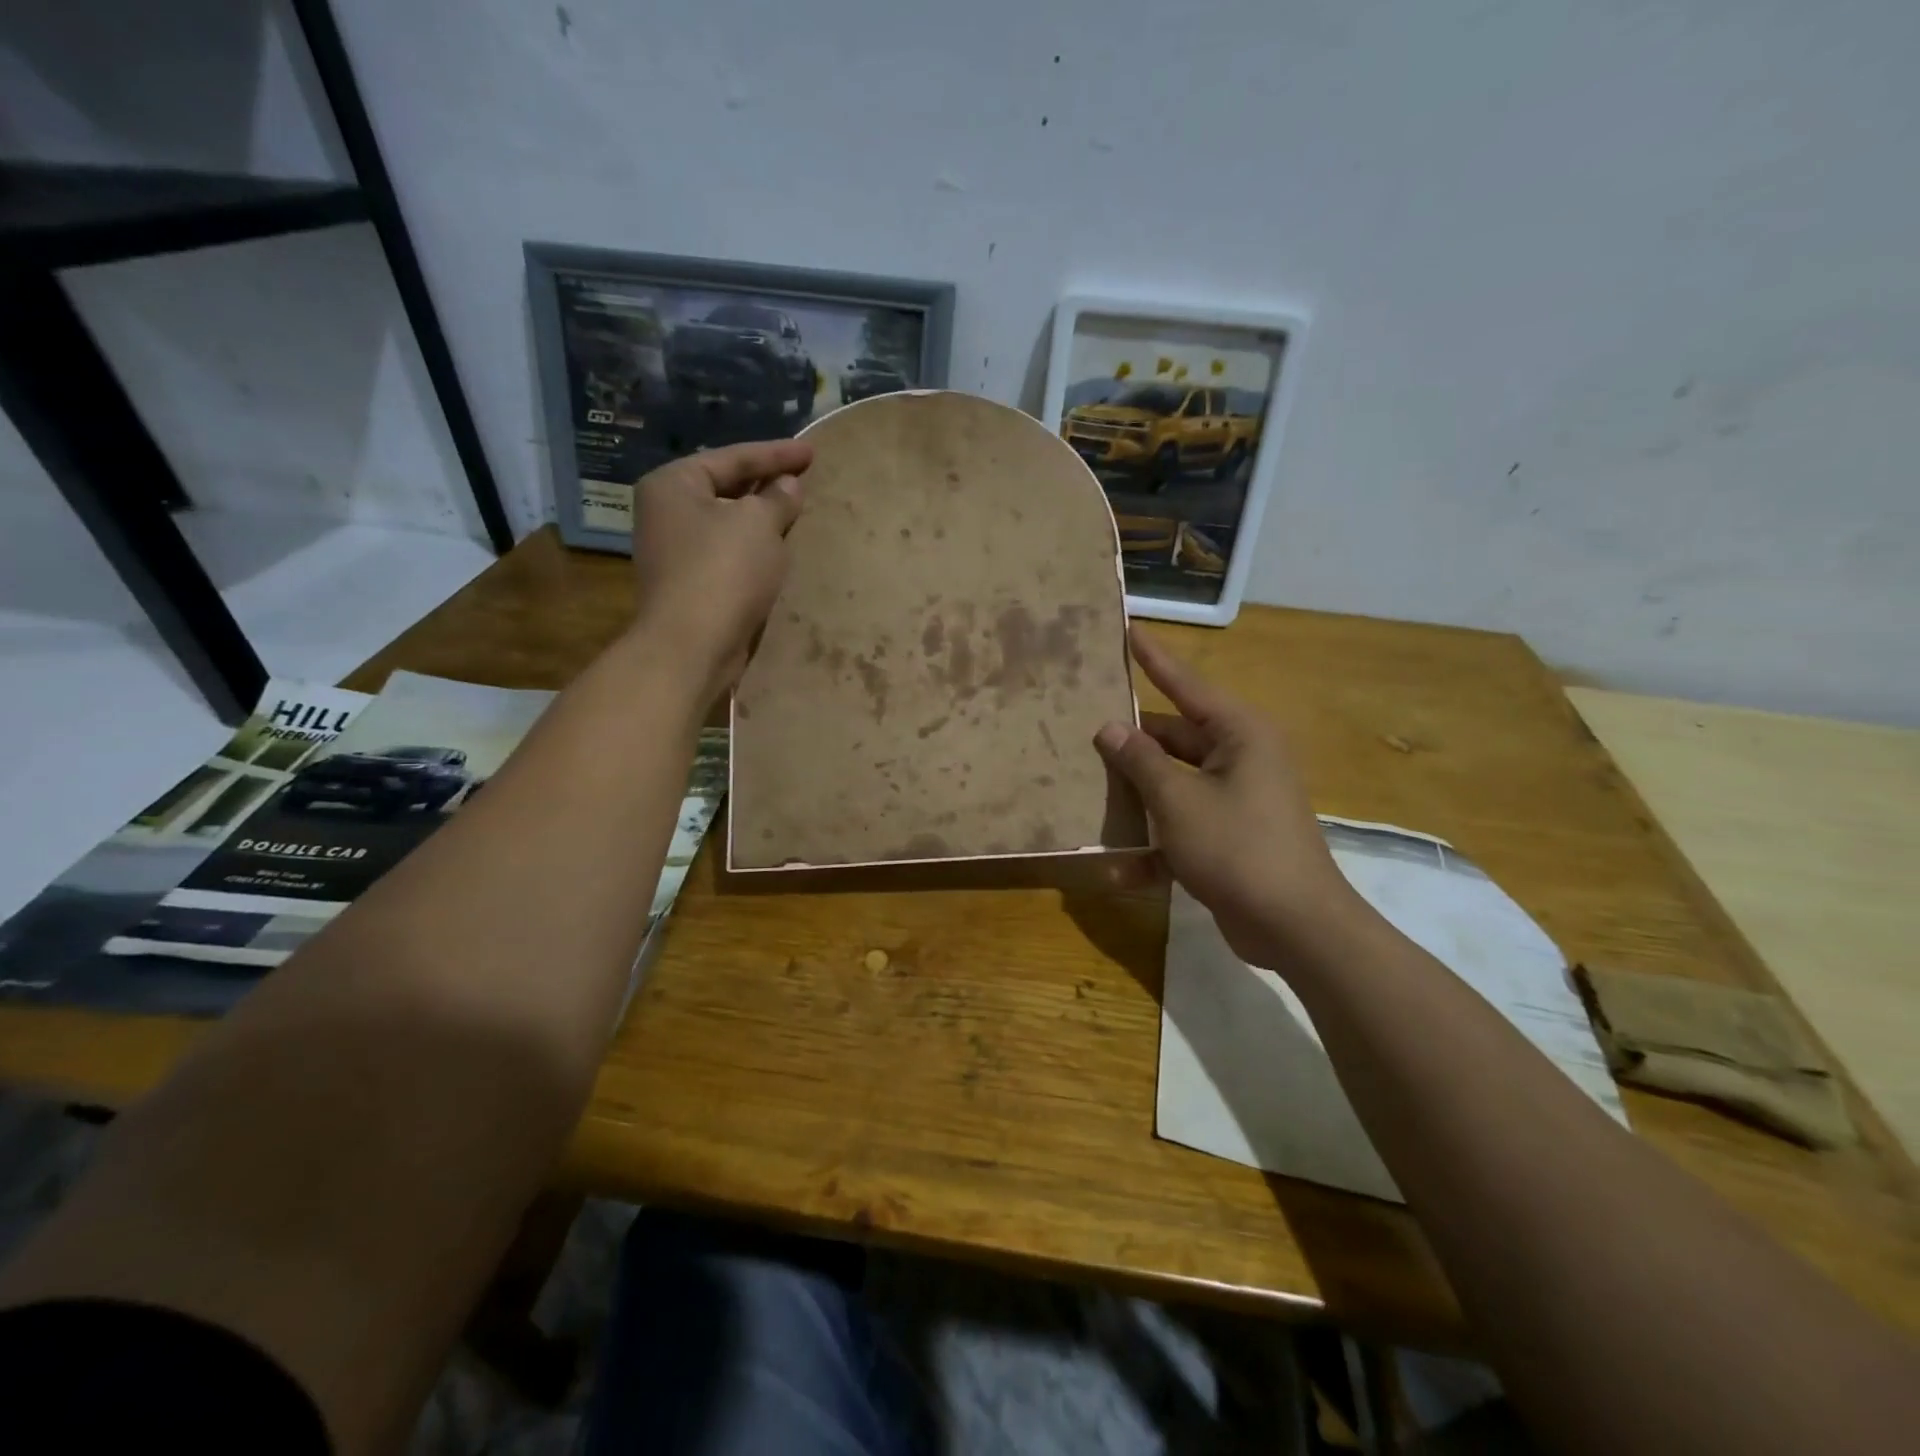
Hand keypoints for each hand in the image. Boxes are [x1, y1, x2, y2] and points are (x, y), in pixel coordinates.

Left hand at [629, 439, 811, 697]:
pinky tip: (777, 550)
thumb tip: (788, 485)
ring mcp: (674, 551)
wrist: (692, 645)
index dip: (776, 454)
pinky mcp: (689, 585)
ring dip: (760, 519)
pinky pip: (727, 554)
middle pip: (725, 488)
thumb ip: (777, 499)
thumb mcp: (758, 524)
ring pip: (727, 523)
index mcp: (673, 484)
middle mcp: (665, 512)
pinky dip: (753, 548)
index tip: (811, 452)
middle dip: (765, 484)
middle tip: (803, 478)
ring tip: (795, 511)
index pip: (732, 458)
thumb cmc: (723, 571)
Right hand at [1094, 626, 1358, 965]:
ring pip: (1174, 779)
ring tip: (1087, 780)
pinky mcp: (1230, 834)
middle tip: (1083, 724)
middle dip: (1131, 738)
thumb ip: (1140, 761)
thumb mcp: (1178, 801)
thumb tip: (1110, 729)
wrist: (1294, 926)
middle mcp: (1241, 757)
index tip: (1129, 629)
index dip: (1154, 658)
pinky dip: (1157, 836)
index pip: (1186, 684)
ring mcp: (1237, 797)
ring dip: (1138, 789)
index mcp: (1239, 734)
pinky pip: (1184, 819)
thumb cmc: (1237, 848)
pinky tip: (1120, 859)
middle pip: (1174, 736)